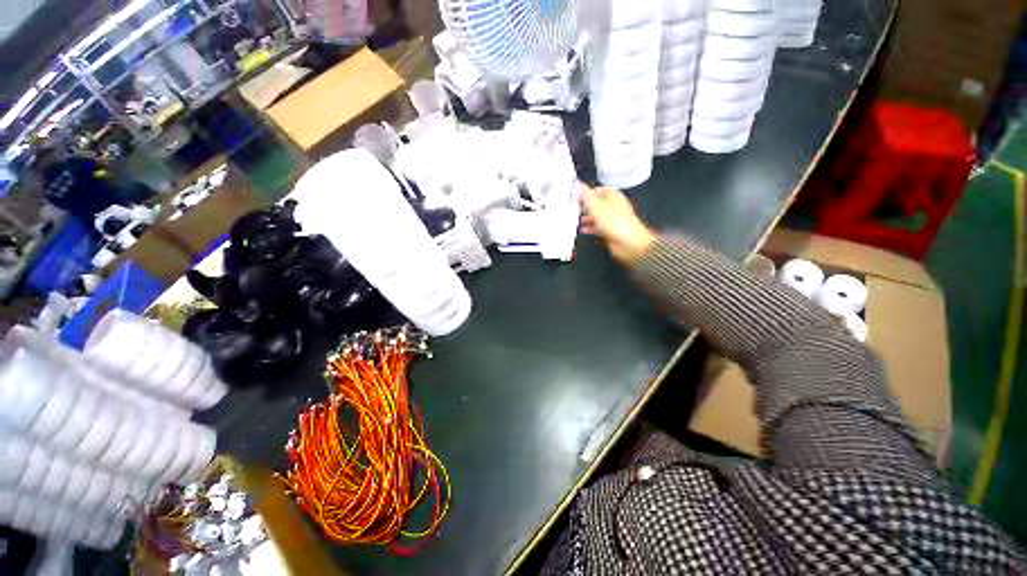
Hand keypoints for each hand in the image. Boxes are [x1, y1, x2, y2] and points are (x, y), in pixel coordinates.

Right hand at [580, 185, 655, 264]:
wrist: (628, 243)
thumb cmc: (618, 224)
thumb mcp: (596, 206)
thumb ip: (587, 196)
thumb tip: (580, 185)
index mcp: (614, 197)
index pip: (601, 189)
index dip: (589, 191)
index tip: (579, 194)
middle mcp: (614, 207)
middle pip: (599, 203)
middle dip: (587, 206)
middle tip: (578, 207)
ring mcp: (613, 220)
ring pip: (598, 216)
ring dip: (588, 218)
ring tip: (579, 219)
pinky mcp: (611, 232)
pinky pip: (599, 228)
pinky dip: (591, 228)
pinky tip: (585, 230)